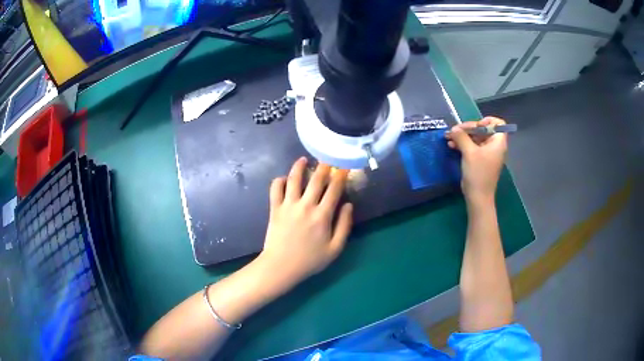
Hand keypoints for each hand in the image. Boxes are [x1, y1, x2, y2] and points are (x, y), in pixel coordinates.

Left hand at [258, 157, 352, 288]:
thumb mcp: (335, 248)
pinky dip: (279, 180)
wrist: (281, 266)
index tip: (344, 166)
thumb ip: (344, 226)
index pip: (334, 189)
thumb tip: (349, 205)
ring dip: (299, 166)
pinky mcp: (275, 208)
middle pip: (316, 179)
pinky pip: (275, 188)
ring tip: (303, 159)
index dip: (341, 175)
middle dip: (324, 166)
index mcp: (322, 215)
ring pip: (294, 179)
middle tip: (327, 157)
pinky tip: (284, 178)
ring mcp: (288, 205)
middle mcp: (306, 205)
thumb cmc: (310, 260)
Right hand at [445, 117, 507, 204]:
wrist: (478, 197)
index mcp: (498, 142)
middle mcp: (494, 146)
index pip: (498, 123)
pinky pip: (472, 147)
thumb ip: (462, 137)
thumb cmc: (478, 173)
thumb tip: (454, 129)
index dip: (487, 121)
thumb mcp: (469, 152)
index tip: (475, 126)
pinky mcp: (480, 160)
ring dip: (463, 137)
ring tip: (449, 138)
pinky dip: (463, 145)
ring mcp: (487, 154)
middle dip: (468, 129)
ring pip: (476, 138)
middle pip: (483, 130)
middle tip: (454, 131)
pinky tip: (451, 145)